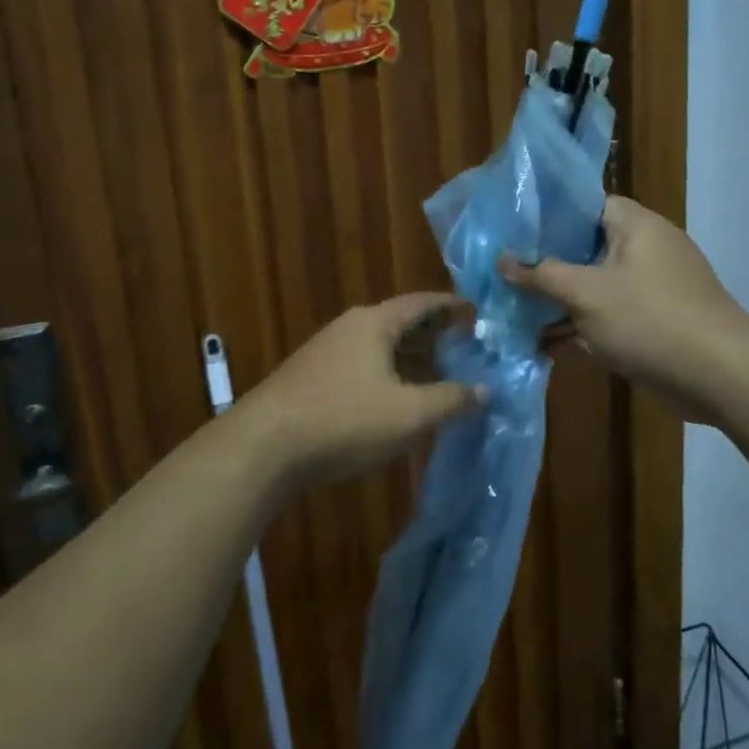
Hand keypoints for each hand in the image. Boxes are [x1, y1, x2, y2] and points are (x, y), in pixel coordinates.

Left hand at [237, 294, 480, 486]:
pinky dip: (388, 376)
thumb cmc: (344, 419)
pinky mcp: (312, 378)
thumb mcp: (409, 414)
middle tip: (464, 350)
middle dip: (434, 336)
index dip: (452, 306)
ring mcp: (326, 352)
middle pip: (400, 323)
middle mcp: (349, 328)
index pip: (422, 302)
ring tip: (437, 377)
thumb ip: (451, 400)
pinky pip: (362, 366)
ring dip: (410, 359)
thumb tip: (486, 391)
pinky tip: (396, 401)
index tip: (477, 314)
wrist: (263, 446)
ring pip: (380, 347)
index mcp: (374, 323)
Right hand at [501, 197, 748, 423]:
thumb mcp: (586, 294)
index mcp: (635, 226)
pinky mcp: (654, 321)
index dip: (548, 214)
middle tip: (503, 272)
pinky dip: (582, 326)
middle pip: (585, 247)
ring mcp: (651, 287)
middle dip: (545, 263)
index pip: (586, 204)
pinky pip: (609, 315)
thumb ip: (542, 275)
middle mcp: (645, 249)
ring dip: (559, 300)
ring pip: (594, 285)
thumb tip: (503, 260)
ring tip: (512, 310)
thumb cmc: (650, 320)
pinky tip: (544, 344)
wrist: (720, 377)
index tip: (511, 229)